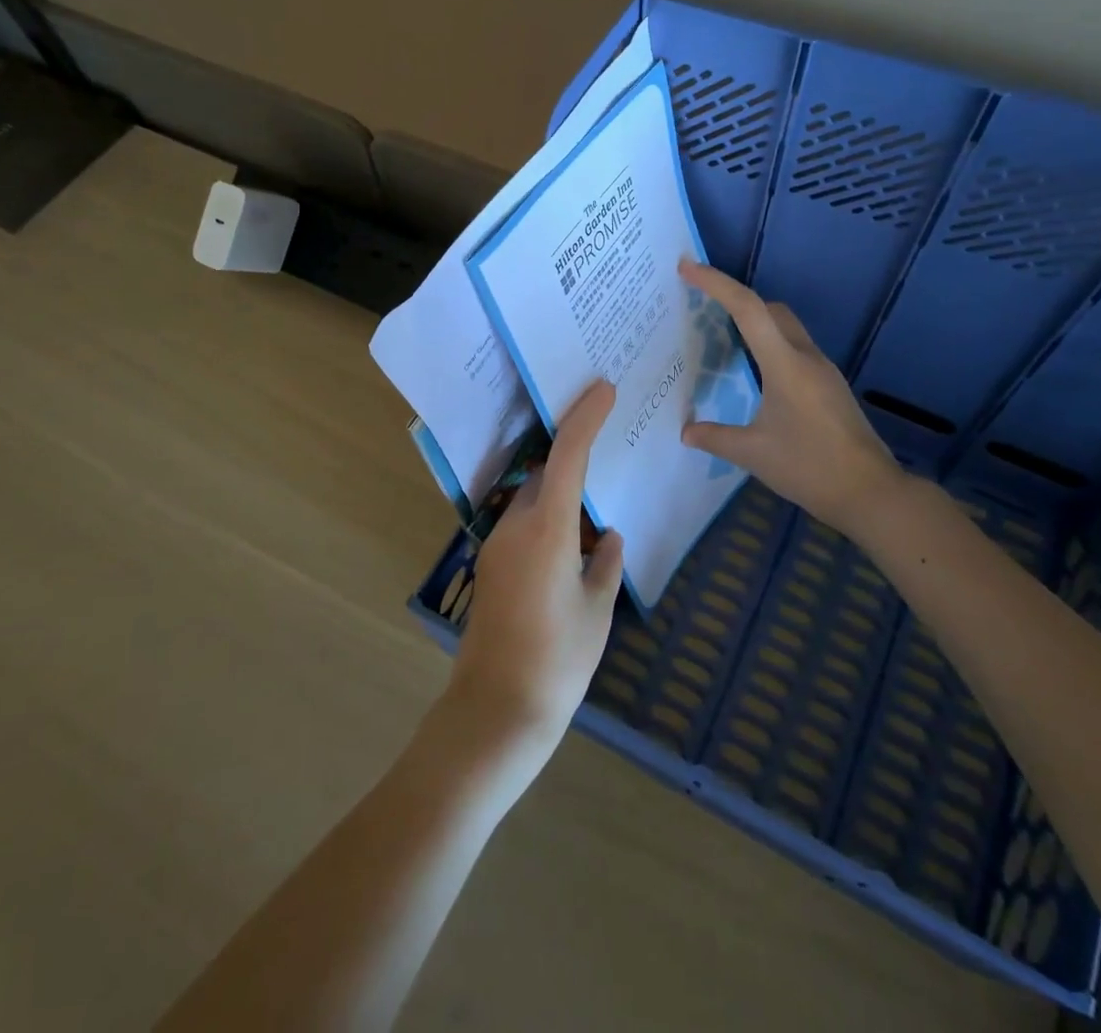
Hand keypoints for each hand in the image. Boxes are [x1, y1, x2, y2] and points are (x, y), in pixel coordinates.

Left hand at [448, 381, 624, 763]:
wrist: (495, 710)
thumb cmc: (557, 660)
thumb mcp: (596, 610)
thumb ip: (605, 565)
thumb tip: (609, 538)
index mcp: (548, 529)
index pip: (567, 456)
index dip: (585, 418)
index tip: (604, 390)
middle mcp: (516, 526)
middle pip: (545, 472)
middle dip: (572, 453)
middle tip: (605, 442)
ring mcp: (497, 545)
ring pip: (533, 499)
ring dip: (559, 490)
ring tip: (594, 501)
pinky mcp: (491, 567)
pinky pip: (523, 524)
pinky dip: (547, 517)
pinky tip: (571, 542)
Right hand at [679, 259, 901, 537]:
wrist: (871, 492)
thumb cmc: (809, 467)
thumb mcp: (753, 453)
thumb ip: (715, 437)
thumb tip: (687, 431)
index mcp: (785, 364)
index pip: (747, 309)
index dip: (716, 283)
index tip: (688, 267)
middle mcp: (806, 357)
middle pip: (770, 309)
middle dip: (736, 299)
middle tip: (702, 306)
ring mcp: (823, 371)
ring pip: (785, 328)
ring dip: (755, 323)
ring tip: (723, 338)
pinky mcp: (830, 387)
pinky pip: (794, 350)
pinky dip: (769, 346)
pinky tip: (755, 374)